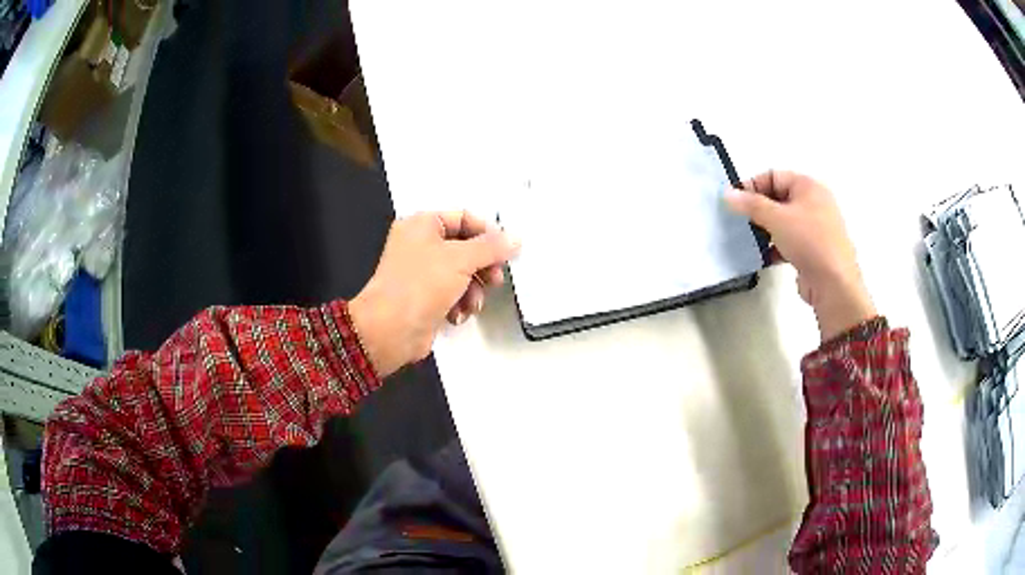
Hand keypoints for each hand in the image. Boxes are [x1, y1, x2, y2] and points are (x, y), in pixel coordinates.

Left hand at [349, 211, 519, 376]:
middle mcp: (420, 244)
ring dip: (473, 290)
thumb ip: (491, 247)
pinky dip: (459, 304)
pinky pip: (452, 294)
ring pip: (462, 274)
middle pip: (465, 248)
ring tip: (471, 304)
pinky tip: (457, 315)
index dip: (487, 233)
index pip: (464, 218)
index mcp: (422, 225)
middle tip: (495, 279)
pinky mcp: (425, 298)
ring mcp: (422, 273)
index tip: (507, 250)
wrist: (390, 330)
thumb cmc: (421, 285)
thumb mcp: (460, 259)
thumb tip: (515, 238)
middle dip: (483, 267)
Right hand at [725, 171, 876, 340]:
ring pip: (783, 221)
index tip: (734, 202)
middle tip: (739, 221)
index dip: (752, 186)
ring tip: (748, 240)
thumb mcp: (777, 218)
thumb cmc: (809, 242)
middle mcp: (814, 202)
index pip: (773, 176)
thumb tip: (727, 193)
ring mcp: (815, 227)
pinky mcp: (813, 250)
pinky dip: (776, 246)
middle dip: (758, 210)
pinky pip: (789, 241)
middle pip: (778, 198)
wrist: (834, 285)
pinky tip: (763, 256)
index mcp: (808, 186)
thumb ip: (751, 205)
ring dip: (765, 229)